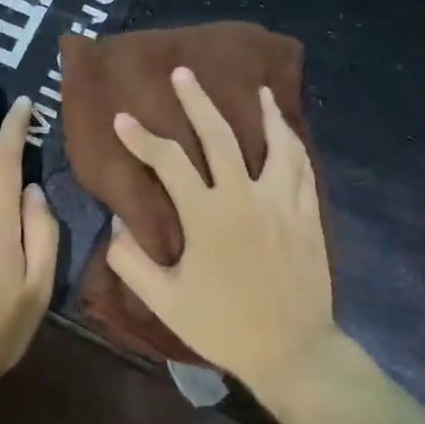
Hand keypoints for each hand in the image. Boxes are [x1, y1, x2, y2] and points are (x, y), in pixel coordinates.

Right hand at [105, 67, 336, 389]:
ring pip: (274, 143)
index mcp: (207, 216)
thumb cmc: (223, 326)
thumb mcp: (165, 301)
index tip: (122, 118)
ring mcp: (282, 202)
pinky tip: (287, 132)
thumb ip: (132, 260)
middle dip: (197, 102)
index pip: (168, 162)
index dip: (141, 138)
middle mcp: (245, 197)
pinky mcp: (306, 214)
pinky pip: (302, 167)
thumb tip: (118, 222)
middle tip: (184, 73)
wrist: (291, 350)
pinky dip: (293, 143)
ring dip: (263, 112)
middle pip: (220, 136)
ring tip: (257, 89)